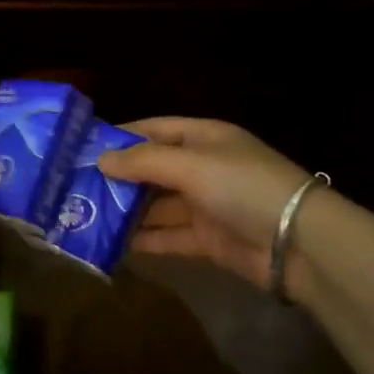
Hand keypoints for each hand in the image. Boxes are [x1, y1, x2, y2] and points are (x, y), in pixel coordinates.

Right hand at [95, 117, 318, 291]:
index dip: (121, 136)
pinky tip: (112, 244)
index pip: (155, 129)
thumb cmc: (244, 186)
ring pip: (157, 205)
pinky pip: (168, 236)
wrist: (299, 243)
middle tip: (75, 187)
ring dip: (126, 211)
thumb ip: (144, 161)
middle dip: (118, 178)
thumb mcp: (192, 164)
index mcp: (204, 137)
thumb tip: (101, 160)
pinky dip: (144, 240)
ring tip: (84, 216)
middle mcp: (203, 168)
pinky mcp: (208, 240)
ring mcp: (206, 205)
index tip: (83, 147)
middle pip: (152, 169)